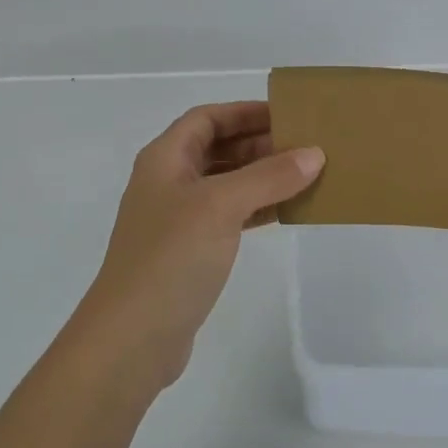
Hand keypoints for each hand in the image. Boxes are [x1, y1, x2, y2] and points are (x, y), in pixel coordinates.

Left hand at [67, 102, 323, 396]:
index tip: (287, 114)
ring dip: (262, 177)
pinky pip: (230, 217)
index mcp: (165, 159)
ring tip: (307, 175)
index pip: (207, 118)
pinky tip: (288, 211)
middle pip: (218, 149)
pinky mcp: (190, 252)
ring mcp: (178, 219)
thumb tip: (313, 154)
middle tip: (307, 146)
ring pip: (227, 184)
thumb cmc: (172, 256)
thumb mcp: (221, 206)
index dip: (244, 111)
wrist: (133, 336)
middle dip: (260, 144)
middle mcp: (169, 182)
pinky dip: (257, 209)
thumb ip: (268, 177)